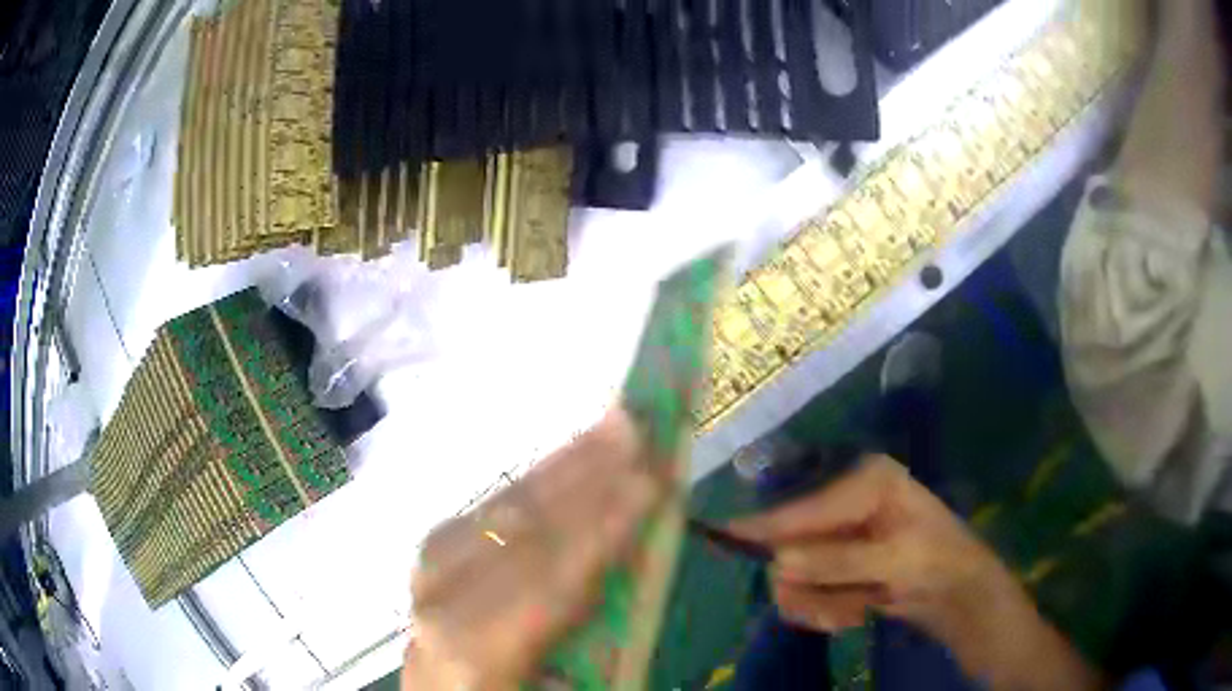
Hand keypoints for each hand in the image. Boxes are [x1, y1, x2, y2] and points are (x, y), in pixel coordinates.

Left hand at [404, 409, 665, 689]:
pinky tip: (558, 463)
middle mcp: (438, 615)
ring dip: (556, 469)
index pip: (545, 584)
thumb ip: (601, 636)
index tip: (650, 480)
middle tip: (634, 425)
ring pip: (490, 516)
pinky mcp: (426, 574)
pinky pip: (475, 517)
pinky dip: (523, 487)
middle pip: (512, 536)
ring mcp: (422, 588)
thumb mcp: (577, 685)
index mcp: (476, 659)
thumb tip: (636, 555)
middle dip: (582, 477)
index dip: (600, 529)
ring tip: (606, 429)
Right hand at [728, 455, 1102, 689]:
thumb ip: (838, 561)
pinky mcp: (838, 562)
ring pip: (796, 572)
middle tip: (834, 609)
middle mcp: (847, 500)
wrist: (960, 594)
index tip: (723, 537)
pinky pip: (807, 589)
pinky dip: (824, 608)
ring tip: (852, 610)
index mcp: (866, 481)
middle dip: (809, 582)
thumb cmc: (940, 563)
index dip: (767, 526)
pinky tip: (852, 611)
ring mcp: (841, 533)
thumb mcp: (895, 562)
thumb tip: (778, 562)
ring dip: (819, 600)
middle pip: (793, 542)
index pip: (805, 506)